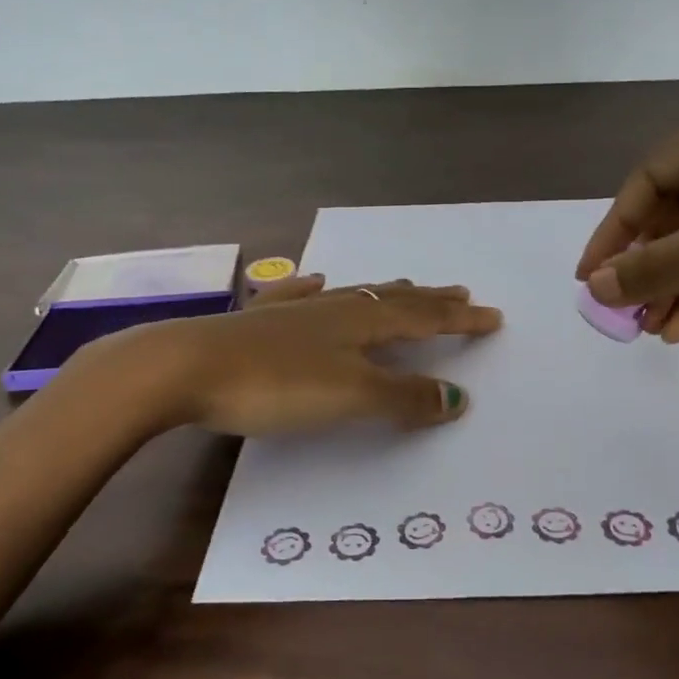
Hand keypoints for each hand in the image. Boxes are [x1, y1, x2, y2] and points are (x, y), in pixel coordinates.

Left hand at [130, 276, 502, 435]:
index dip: (460, 320)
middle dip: (431, 300)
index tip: (493, 316)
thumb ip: (404, 396)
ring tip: (407, 286)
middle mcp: (335, 307)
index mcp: (362, 322)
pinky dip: (317, 289)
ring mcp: (296, 309)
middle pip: (394, 299)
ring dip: (386, 293)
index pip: (424, 318)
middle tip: (460, 293)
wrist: (186, 366)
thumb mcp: (350, 395)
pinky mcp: (260, 319)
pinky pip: (300, 296)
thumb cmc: (275, 384)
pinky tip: (317, 280)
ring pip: (353, 294)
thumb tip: (459, 398)